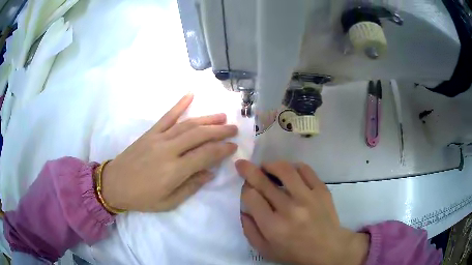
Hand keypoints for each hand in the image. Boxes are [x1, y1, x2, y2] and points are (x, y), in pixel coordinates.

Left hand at [101, 94, 237, 211]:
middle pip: (199, 135)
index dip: (222, 149)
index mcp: (175, 170)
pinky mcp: (150, 133)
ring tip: (222, 116)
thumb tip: (210, 173)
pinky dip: (179, 104)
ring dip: (207, 119)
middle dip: (220, 131)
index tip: (233, 146)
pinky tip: (190, 95)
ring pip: (187, 124)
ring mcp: (158, 138)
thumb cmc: (142, 198)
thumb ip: (191, 187)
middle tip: (234, 128)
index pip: (206, 155)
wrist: (114, 184)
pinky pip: (167, 116)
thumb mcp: (169, 202)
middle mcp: (169, 150)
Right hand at [236, 160, 368, 264]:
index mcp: (273, 226)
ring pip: (285, 170)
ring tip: (266, 166)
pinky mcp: (322, 190)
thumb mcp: (265, 250)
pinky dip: (294, 167)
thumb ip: (249, 231)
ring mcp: (308, 197)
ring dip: (271, 165)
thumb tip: (243, 209)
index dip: (245, 190)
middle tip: (243, 164)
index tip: (247, 190)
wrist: (328, 248)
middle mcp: (289, 209)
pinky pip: (306, 170)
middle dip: (249, 170)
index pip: (251, 198)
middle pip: (264, 182)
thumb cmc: (294, 252)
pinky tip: (290, 172)